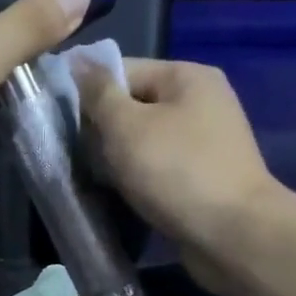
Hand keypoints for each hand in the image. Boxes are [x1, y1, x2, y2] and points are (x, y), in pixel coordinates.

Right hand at [75, 57, 275, 264]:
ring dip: (118, 159)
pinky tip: (121, 195)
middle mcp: (201, 101)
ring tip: (97, 179)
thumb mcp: (126, 126)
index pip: (122, 70)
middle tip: (78, 157)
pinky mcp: (204, 176)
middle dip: (103, 131)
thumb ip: (98, 93)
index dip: (88, 94)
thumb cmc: (176, 172)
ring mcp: (206, 141)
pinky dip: (139, 179)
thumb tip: (77, 59)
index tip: (62, 125)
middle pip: (133, 105)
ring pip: (144, 141)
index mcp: (187, 76)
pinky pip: (159, 168)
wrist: (233, 235)